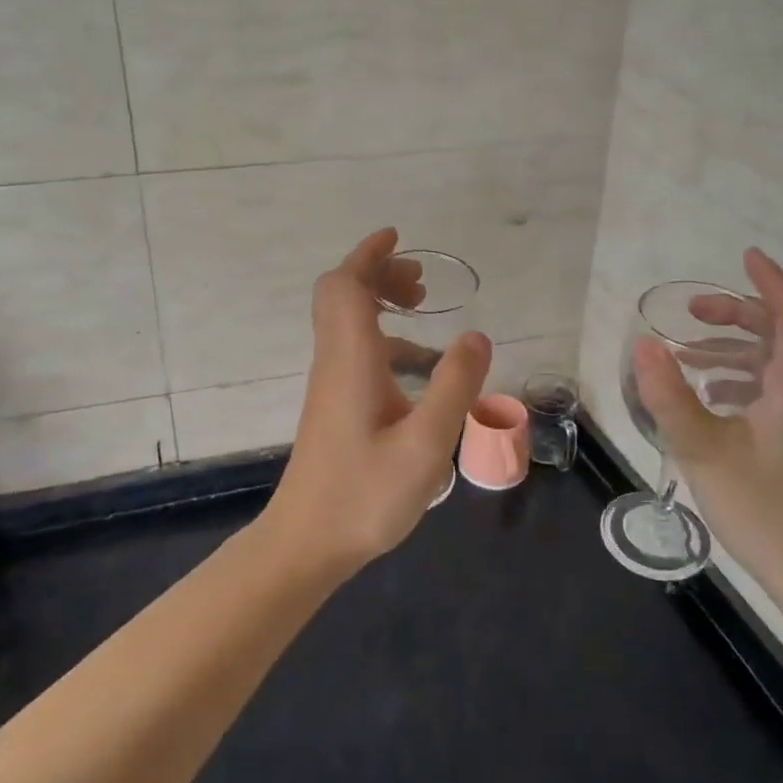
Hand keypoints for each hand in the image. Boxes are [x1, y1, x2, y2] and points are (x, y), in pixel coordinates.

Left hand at [266, 228, 491, 571]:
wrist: (306, 543)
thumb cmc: (364, 496)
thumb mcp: (425, 445)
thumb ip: (453, 388)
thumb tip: (476, 335)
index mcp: (351, 361)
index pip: (345, 287)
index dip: (368, 256)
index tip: (399, 239)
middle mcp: (335, 362)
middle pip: (341, 296)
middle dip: (378, 274)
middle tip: (420, 282)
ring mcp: (330, 385)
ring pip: (346, 322)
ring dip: (379, 303)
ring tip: (422, 309)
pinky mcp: (333, 406)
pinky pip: (354, 350)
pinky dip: (383, 338)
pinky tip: (417, 366)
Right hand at [632, 248, 782, 611]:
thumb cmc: (762, 506)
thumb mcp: (702, 447)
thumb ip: (669, 393)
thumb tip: (643, 345)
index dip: (769, 282)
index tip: (745, 255)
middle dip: (737, 316)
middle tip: (690, 313)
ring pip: (779, 364)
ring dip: (735, 350)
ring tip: (688, 356)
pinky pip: (780, 390)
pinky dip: (745, 379)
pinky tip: (712, 398)